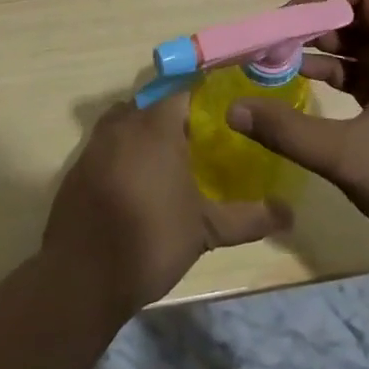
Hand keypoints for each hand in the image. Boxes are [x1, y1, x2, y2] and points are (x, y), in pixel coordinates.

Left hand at [42, 93, 290, 320]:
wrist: (81, 278)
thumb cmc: (150, 240)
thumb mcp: (206, 230)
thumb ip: (248, 218)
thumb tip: (290, 214)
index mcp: (156, 125)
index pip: (183, 91)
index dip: (204, 98)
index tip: (223, 112)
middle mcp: (123, 123)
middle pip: (154, 104)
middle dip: (176, 118)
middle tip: (201, 142)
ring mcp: (96, 144)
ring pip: (128, 122)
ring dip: (147, 134)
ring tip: (171, 162)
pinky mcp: (78, 167)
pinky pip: (108, 145)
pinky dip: (124, 154)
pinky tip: (139, 184)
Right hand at [227, 0, 368, 261]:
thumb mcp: (349, 157)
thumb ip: (288, 131)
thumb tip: (234, 110)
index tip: (288, 21)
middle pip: (360, 12)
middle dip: (315, 23)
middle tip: (274, 45)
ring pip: (362, 43)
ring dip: (323, 49)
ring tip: (280, 64)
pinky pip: (368, 72)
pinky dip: (338, 74)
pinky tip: (306, 87)